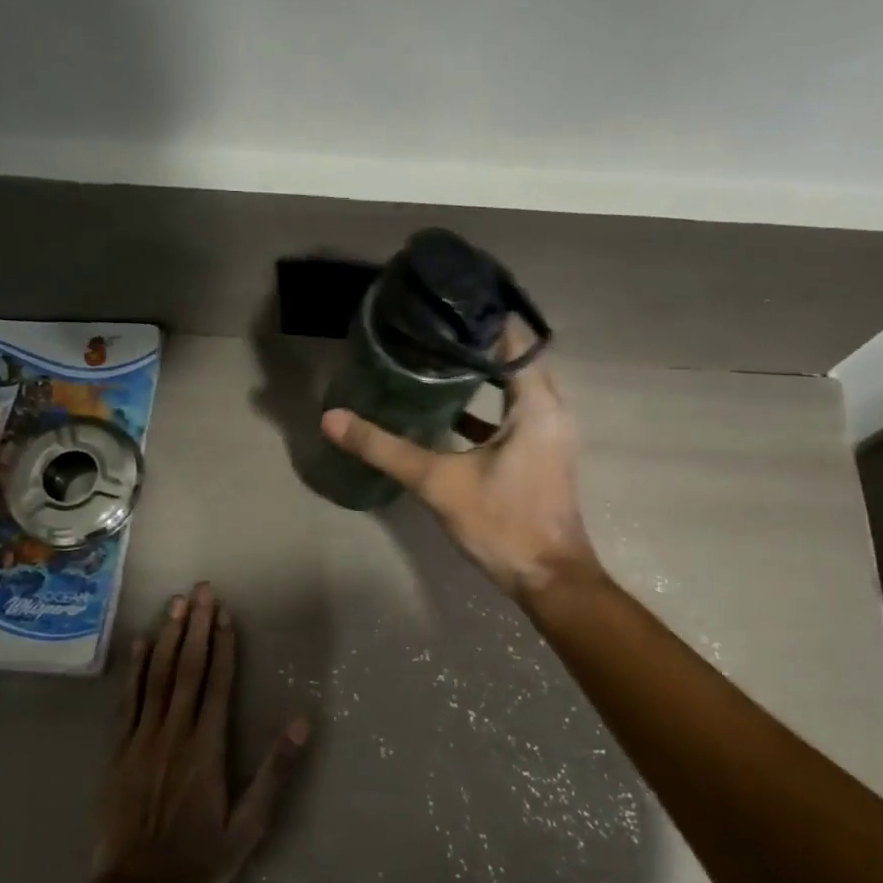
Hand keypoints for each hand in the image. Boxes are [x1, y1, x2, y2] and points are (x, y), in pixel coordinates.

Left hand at [92, 583, 309, 882]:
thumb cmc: (198, 859)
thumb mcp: (249, 826)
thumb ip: (276, 773)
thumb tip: (303, 725)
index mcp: (207, 747)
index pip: (218, 683)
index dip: (223, 645)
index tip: (225, 613)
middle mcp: (175, 732)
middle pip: (188, 668)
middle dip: (197, 626)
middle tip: (202, 590)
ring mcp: (142, 739)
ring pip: (158, 676)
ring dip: (169, 637)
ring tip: (176, 603)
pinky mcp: (117, 751)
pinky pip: (128, 701)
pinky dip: (135, 670)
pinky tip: (141, 645)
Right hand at [320, 320, 599, 600]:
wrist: (547, 578)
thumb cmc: (502, 523)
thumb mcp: (438, 483)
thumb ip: (385, 448)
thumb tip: (332, 419)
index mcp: (535, 403)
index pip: (512, 337)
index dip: (477, 316)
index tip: (439, 304)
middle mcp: (550, 408)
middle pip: (513, 356)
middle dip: (472, 341)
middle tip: (427, 328)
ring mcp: (548, 431)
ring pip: (514, 386)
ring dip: (479, 372)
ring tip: (432, 358)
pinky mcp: (540, 452)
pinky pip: (513, 412)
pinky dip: (485, 405)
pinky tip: (446, 410)